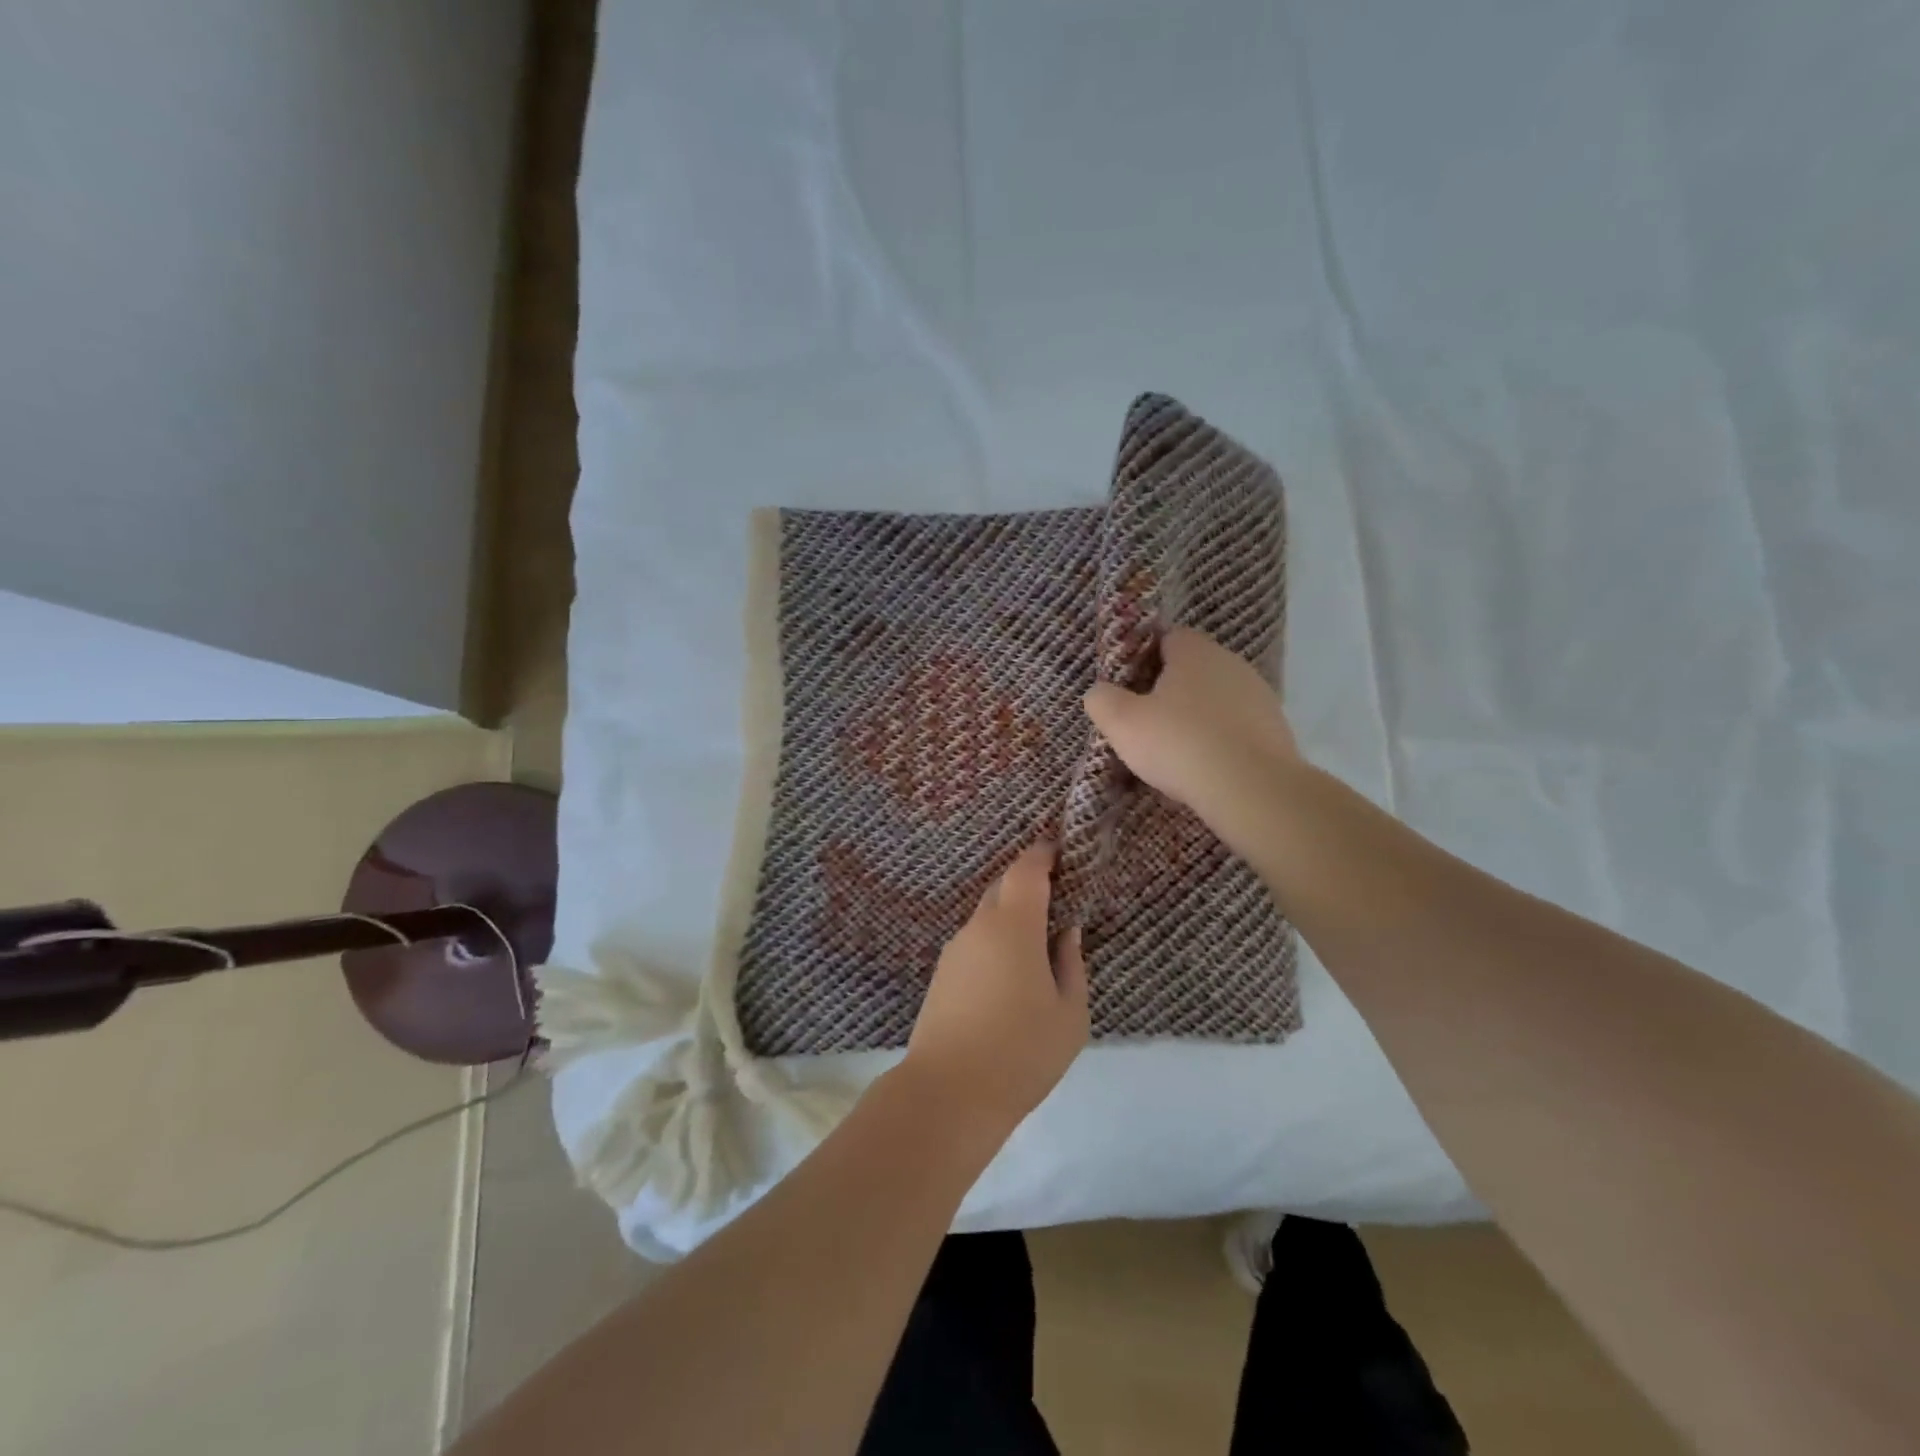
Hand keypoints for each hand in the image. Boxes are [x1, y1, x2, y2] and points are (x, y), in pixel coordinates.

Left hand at [904, 843, 1089, 1135]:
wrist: (948, 1094)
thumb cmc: (1022, 1052)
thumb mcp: (1069, 1012)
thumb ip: (1070, 962)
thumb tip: (1065, 931)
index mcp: (1013, 926)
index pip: (1026, 870)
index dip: (1044, 854)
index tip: (1063, 853)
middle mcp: (978, 927)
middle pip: (1003, 888)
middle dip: (1029, 885)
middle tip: (1059, 901)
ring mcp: (955, 951)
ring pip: (987, 917)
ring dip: (1012, 917)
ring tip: (1038, 946)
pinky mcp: (942, 975)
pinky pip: (975, 942)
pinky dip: (996, 942)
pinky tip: (1010, 975)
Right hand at [1083, 626, 1302, 841]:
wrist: (1252, 789)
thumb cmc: (1179, 744)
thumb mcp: (1122, 723)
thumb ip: (1103, 700)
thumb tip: (1100, 692)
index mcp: (1194, 650)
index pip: (1165, 638)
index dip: (1142, 660)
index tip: (1127, 688)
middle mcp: (1231, 662)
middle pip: (1191, 668)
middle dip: (1168, 690)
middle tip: (1144, 722)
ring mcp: (1259, 695)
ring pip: (1215, 698)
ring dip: (1196, 716)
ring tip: (1175, 750)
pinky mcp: (1276, 728)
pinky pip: (1236, 726)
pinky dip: (1219, 739)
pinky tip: (1206, 765)